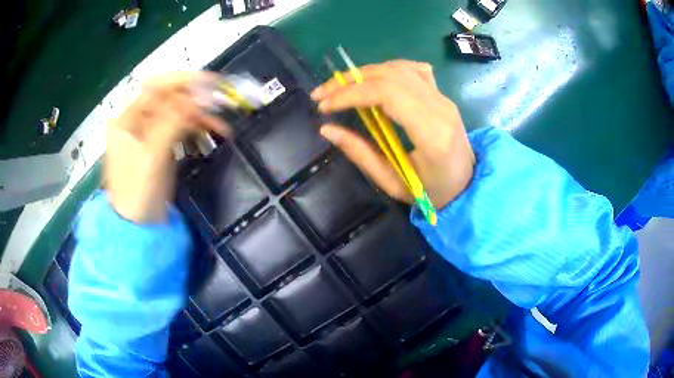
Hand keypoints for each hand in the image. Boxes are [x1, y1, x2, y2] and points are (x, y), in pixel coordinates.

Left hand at [105, 72, 227, 223]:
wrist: (139, 227)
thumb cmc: (137, 193)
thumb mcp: (152, 156)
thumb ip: (173, 122)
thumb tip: (199, 96)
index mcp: (125, 118)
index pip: (154, 86)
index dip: (181, 80)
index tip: (209, 81)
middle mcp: (136, 118)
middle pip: (169, 97)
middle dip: (195, 97)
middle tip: (221, 101)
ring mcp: (149, 130)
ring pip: (178, 110)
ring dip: (201, 113)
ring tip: (222, 122)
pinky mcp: (161, 142)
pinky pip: (182, 125)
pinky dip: (198, 126)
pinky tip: (214, 130)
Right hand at [311, 60, 474, 209]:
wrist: (468, 186)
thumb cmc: (433, 193)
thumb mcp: (393, 183)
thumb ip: (360, 154)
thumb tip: (327, 129)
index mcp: (432, 133)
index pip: (387, 93)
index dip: (351, 93)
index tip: (324, 105)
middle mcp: (440, 107)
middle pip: (390, 75)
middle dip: (349, 80)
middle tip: (322, 94)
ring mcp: (443, 97)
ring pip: (399, 68)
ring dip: (364, 72)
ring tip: (340, 87)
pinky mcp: (442, 95)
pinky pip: (413, 69)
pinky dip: (388, 69)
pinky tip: (374, 80)